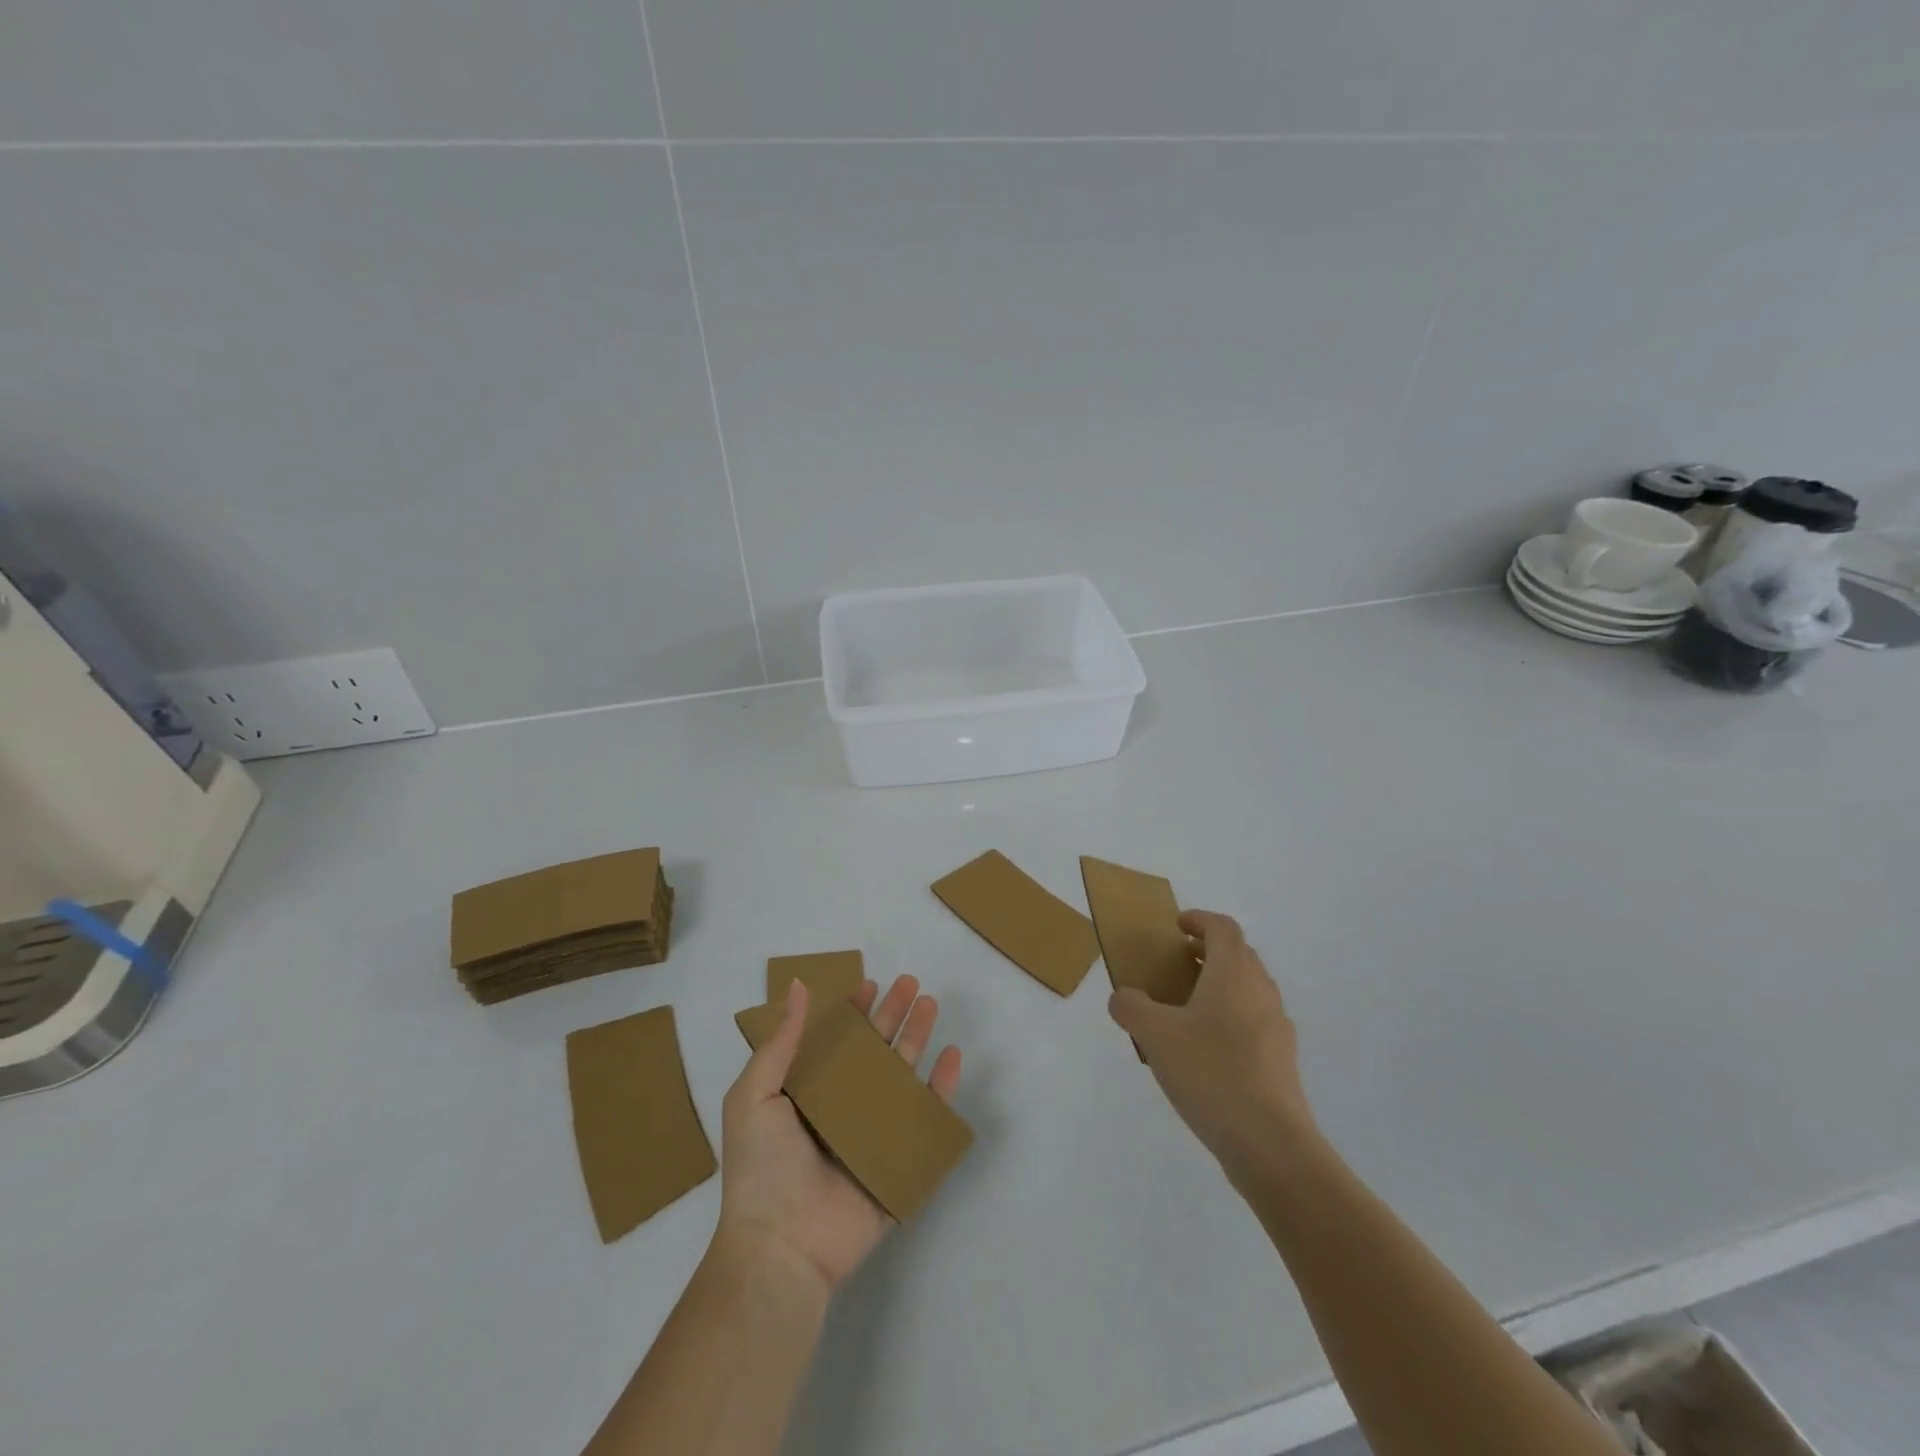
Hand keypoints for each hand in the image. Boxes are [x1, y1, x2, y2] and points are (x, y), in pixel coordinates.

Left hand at [715, 974, 962, 1298]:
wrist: (782, 1247)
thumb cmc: (762, 1167)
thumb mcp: (755, 1095)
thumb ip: (781, 1042)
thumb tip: (798, 986)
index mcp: (807, 1094)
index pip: (836, 1042)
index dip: (853, 1012)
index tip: (870, 985)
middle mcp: (842, 1108)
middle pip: (874, 1051)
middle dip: (893, 1015)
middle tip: (911, 983)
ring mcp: (873, 1134)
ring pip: (902, 1075)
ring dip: (917, 1038)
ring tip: (930, 1005)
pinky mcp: (899, 1161)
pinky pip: (926, 1117)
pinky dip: (942, 1087)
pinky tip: (951, 1056)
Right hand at [1108, 910, 1315, 1189]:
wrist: (1269, 1143)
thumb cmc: (1210, 1072)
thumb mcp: (1154, 1035)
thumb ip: (1131, 1007)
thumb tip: (1124, 997)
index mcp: (1233, 974)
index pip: (1223, 928)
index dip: (1200, 920)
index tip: (1177, 927)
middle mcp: (1261, 992)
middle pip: (1240, 956)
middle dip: (1209, 952)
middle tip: (1177, 964)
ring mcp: (1277, 1028)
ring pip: (1249, 991)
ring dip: (1221, 987)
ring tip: (1187, 1009)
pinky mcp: (1282, 1062)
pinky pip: (1255, 1024)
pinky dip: (1231, 1021)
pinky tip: (1207, 1052)